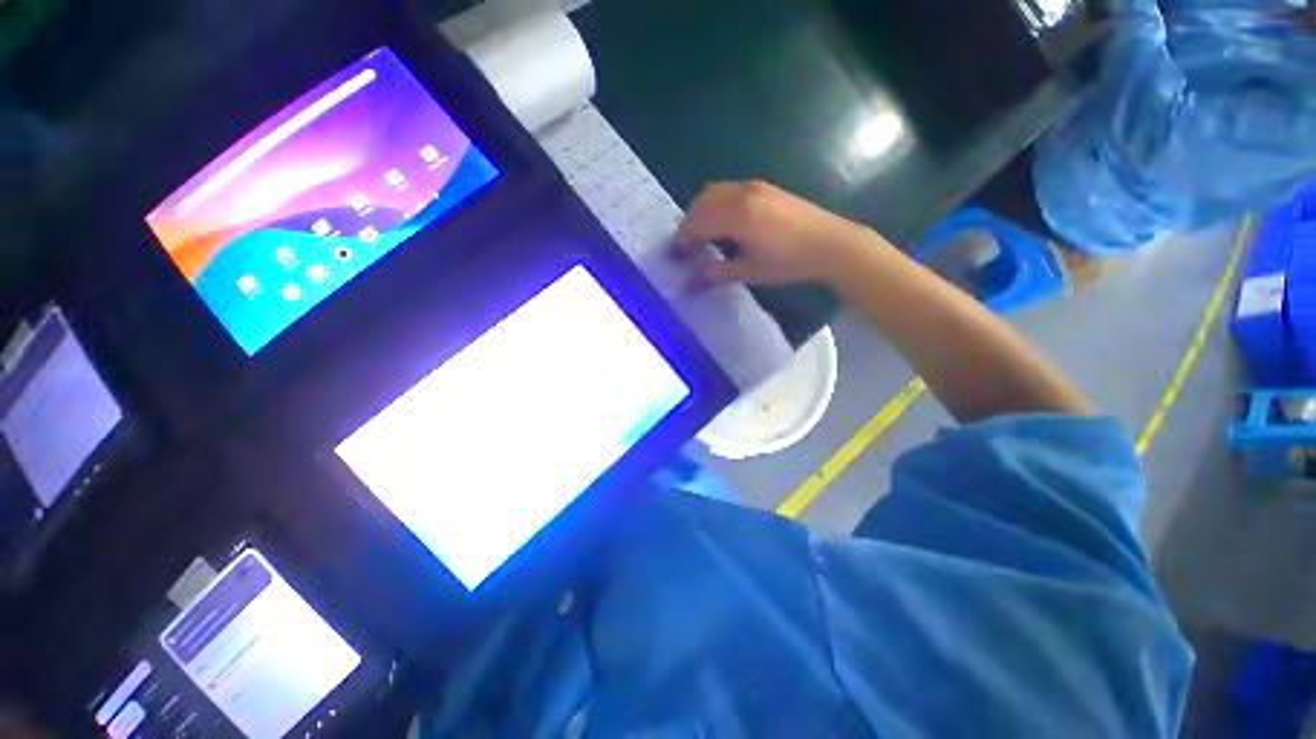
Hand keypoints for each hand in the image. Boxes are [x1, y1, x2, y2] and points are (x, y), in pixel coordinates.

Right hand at [673, 180, 874, 286]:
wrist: (830, 244)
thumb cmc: (788, 261)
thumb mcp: (749, 271)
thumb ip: (716, 273)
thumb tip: (690, 284)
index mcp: (737, 216)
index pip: (697, 224)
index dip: (682, 240)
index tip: (675, 257)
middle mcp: (741, 194)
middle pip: (701, 203)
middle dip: (688, 225)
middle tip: (685, 248)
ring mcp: (754, 187)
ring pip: (714, 192)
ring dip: (701, 212)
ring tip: (701, 236)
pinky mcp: (764, 187)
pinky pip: (729, 190)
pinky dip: (716, 204)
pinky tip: (723, 224)